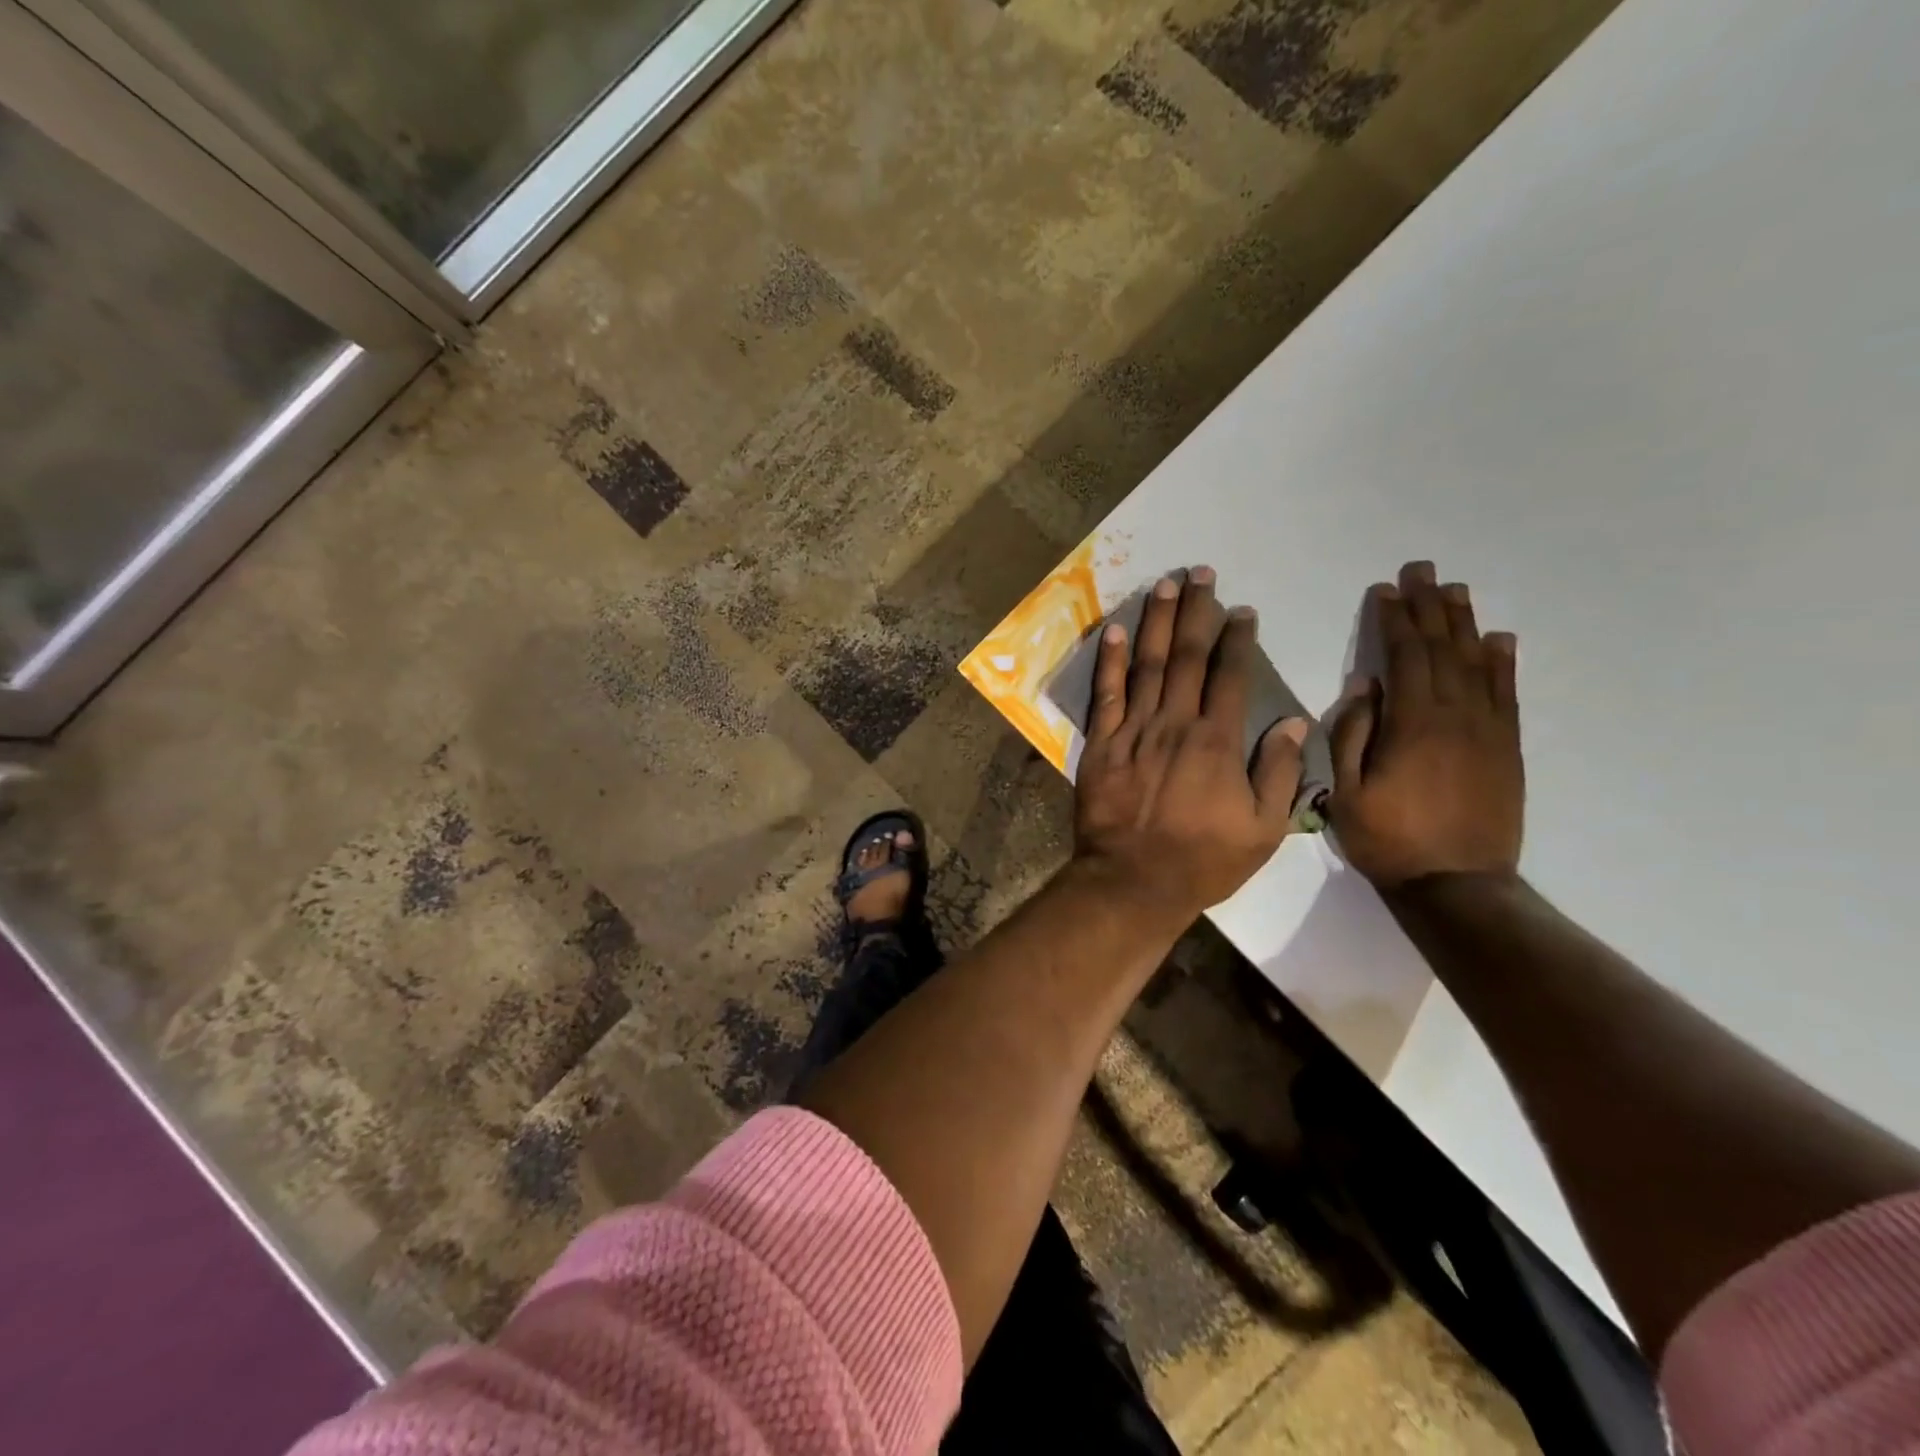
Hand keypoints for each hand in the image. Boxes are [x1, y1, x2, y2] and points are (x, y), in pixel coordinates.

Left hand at [1074, 567, 1308, 921]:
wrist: (1133, 881)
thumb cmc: (1202, 860)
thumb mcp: (1262, 830)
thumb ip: (1279, 773)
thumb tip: (1293, 722)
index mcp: (1218, 741)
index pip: (1231, 676)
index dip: (1237, 639)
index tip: (1242, 611)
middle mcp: (1175, 724)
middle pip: (1187, 656)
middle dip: (1196, 611)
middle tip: (1201, 572)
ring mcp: (1133, 730)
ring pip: (1147, 665)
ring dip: (1156, 622)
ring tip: (1165, 584)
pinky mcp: (1101, 744)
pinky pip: (1106, 694)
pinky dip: (1110, 661)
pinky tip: (1116, 631)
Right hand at [1328, 560, 1522, 889]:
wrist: (1458, 883)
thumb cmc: (1389, 838)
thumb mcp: (1346, 791)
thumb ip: (1353, 735)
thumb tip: (1366, 686)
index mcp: (1413, 724)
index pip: (1404, 657)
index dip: (1394, 620)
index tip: (1386, 589)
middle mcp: (1456, 716)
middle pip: (1443, 649)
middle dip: (1430, 607)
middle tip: (1423, 570)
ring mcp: (1488, 730)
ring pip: (1477, 664)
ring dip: (1464, 624)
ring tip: (1455, 591)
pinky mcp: (1507, 747)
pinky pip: (1507, 694)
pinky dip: (1503, 663)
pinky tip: (1499, 639)